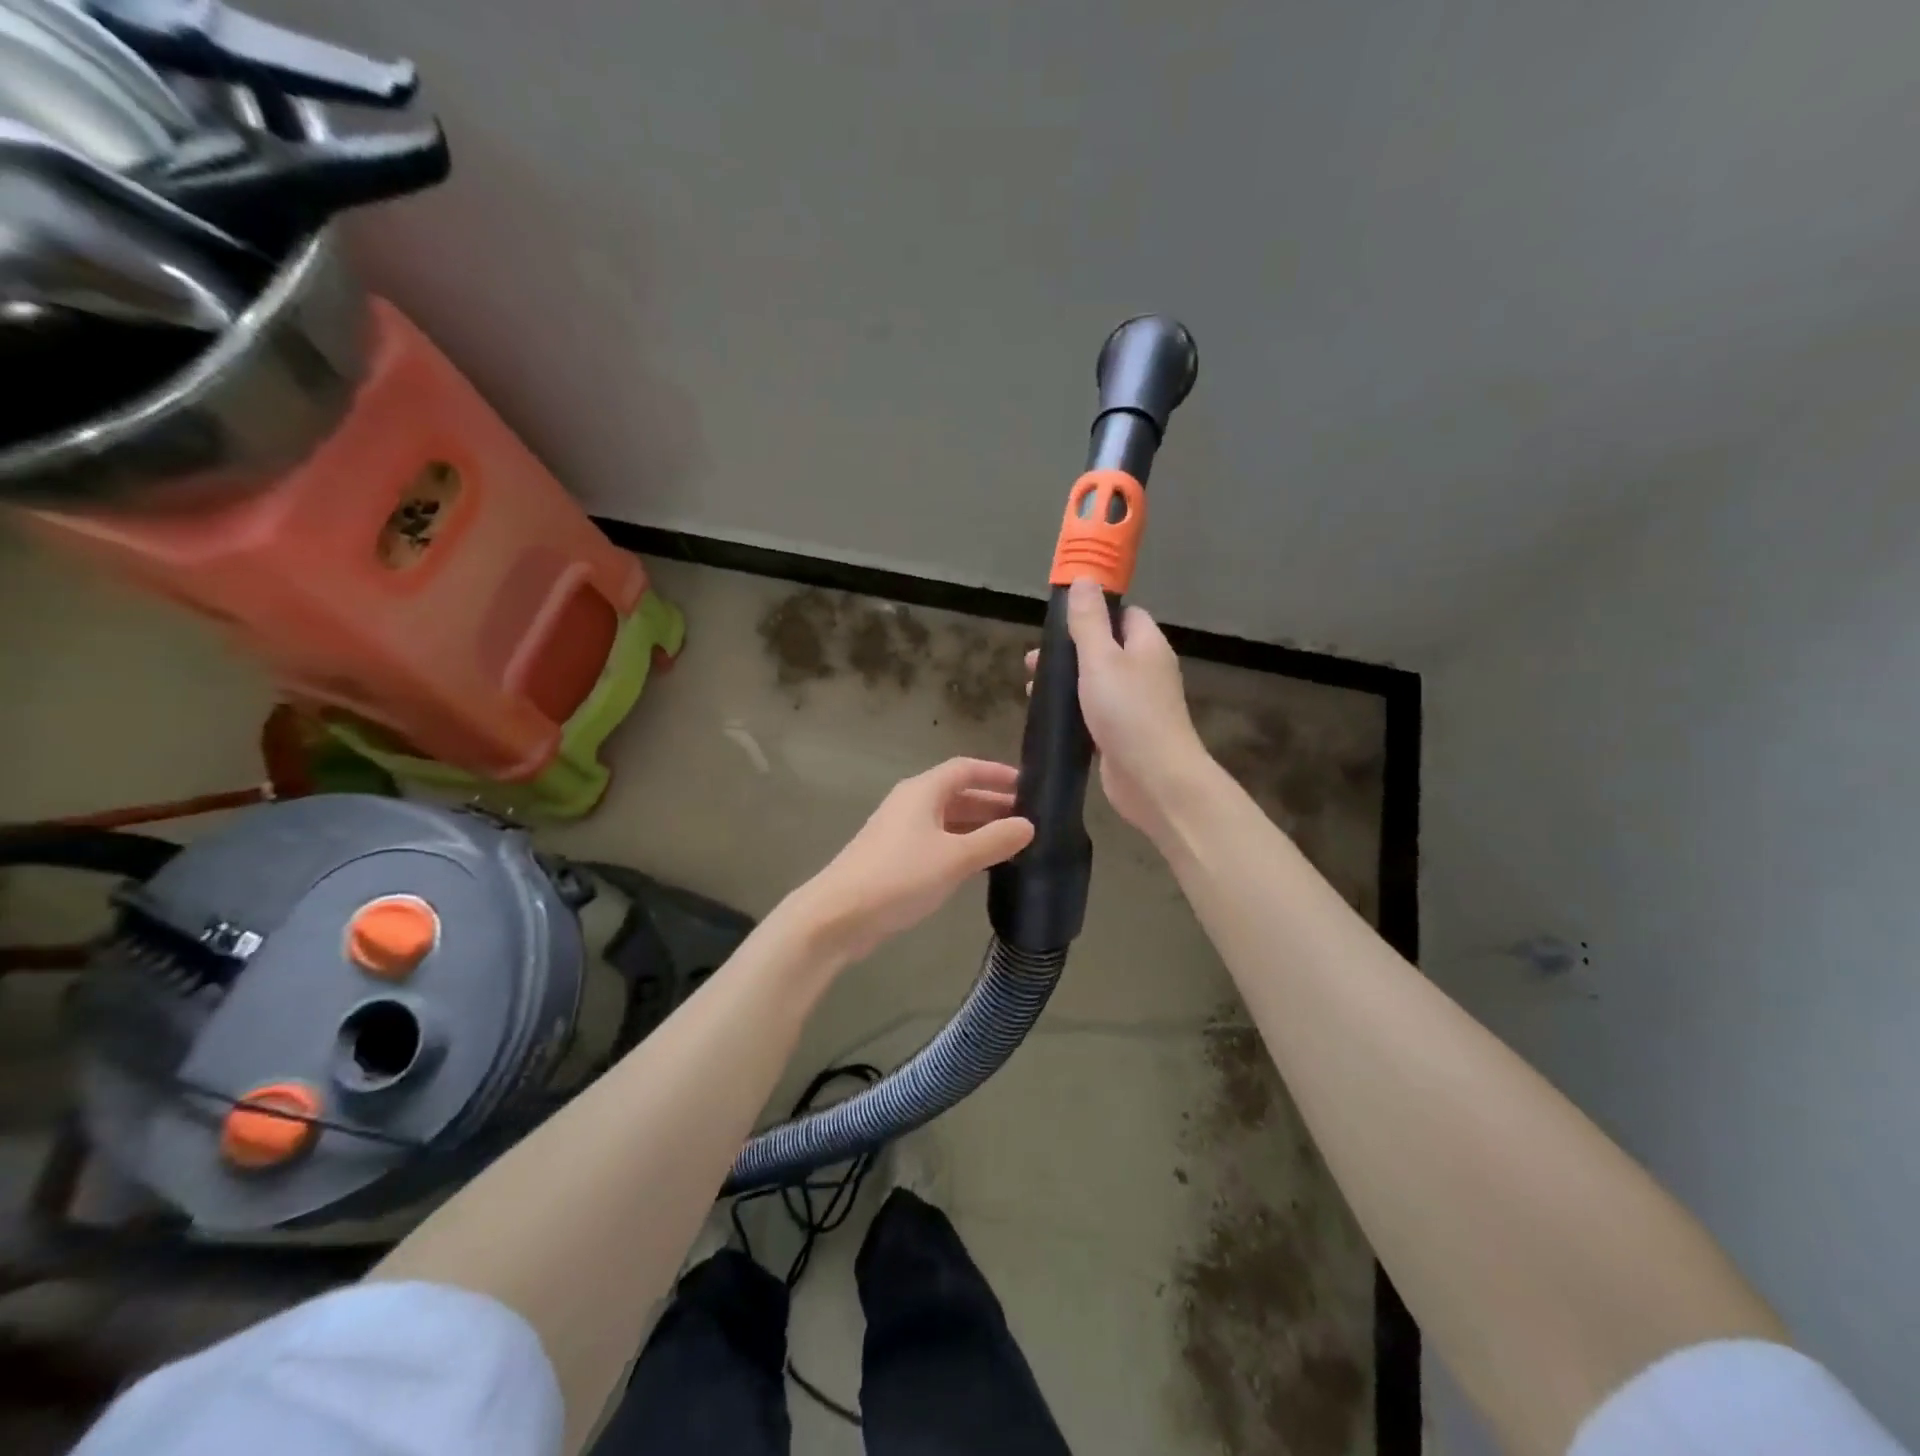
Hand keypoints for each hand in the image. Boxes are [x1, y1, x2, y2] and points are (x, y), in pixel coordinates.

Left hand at [787, 758, 1034, 963]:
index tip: (1029, 785)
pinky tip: (982, 865)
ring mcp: (901, 832)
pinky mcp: (896, 858)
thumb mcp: (954, 858)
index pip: (966, 769)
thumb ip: (994, 840)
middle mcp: (911, 804)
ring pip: (949, 820)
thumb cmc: (899, 876)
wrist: (839, 916)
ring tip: (1014, 842)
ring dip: (979, 828)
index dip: (997, 773)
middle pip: (958, 794)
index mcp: (923, 791)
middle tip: (1029, 820)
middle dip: (993, 804)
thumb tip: (1028, 825)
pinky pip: (938, 842)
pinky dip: (962, 847)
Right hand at [1028, 578, 1211, 841]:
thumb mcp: (1101, 659)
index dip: (1094, 612)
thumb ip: (1089, 621)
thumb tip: (1084, 579)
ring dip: (1066, 683)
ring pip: (1097, 683)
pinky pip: (1094, 713)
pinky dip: (1073, 712)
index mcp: (1147, 645)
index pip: (1124, 615)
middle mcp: (1145, 672)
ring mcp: (1136, 706)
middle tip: (1033, 661)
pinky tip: (1049, 718)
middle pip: (1106, 649)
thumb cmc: (1128, 712)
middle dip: (1069, 651)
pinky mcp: (1124, 735)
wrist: (1155, 780)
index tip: (1060, 620)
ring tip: (1030, 689)